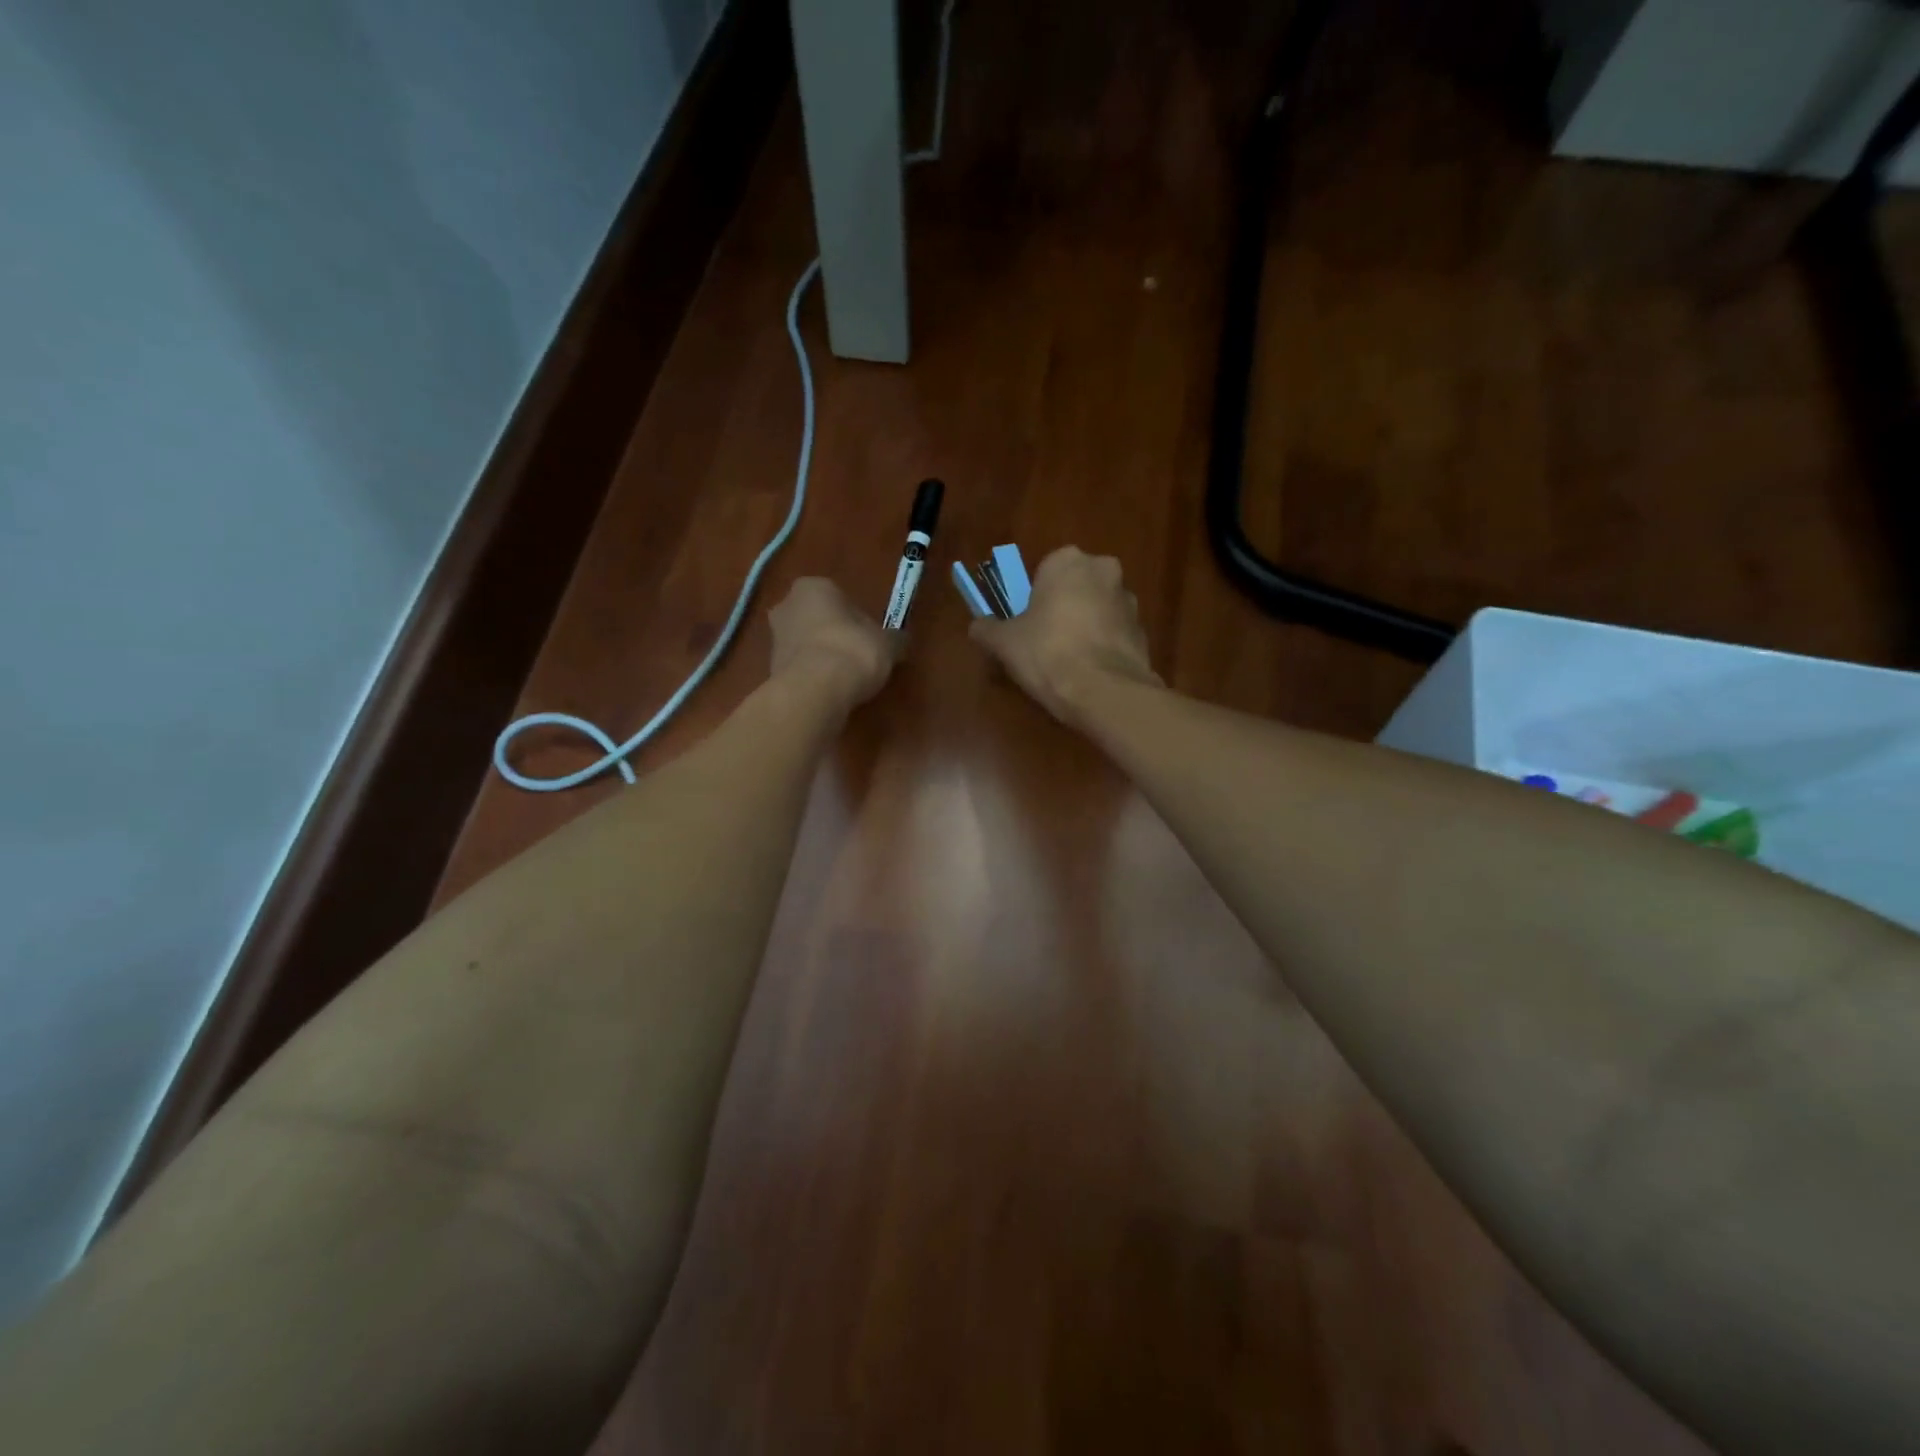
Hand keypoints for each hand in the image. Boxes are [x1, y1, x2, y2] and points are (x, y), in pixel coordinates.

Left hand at [769, 578, 899, 707]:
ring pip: (806, 643)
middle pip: (818, 618)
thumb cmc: (853, 651)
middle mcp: (787, 605)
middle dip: (834, 634)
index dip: (858, 619)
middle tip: (858, 656)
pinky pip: (799, 667)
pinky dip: (812, 676)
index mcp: (813, 586)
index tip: (870, 638)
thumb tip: (900, 641)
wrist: (814, 691)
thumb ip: (894, 639)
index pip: (840, 597)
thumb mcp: (888, 644)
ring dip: (822, 656)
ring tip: (845, 678)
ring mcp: (774, 638)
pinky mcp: (770, 668)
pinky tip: (829, 690)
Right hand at [970, 547, 1158, 722]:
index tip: (1026, 624)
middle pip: (1075, 587)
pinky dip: (1102, 647)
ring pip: (1097, 610)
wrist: (1105, 691)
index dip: (1033, 598)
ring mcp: (1129, 601)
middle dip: (1062, 608)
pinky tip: (1088, 673)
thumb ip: (987, 629)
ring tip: (1066, 663)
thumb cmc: (1048, 653)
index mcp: (1068, 562)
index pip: (1045, 570)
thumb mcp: (1005, 643)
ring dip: (1084, 627)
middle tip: (1043, 642)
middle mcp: (1104, 571)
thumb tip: (978, 626)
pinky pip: (1113, 634)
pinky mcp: (1143, 631)